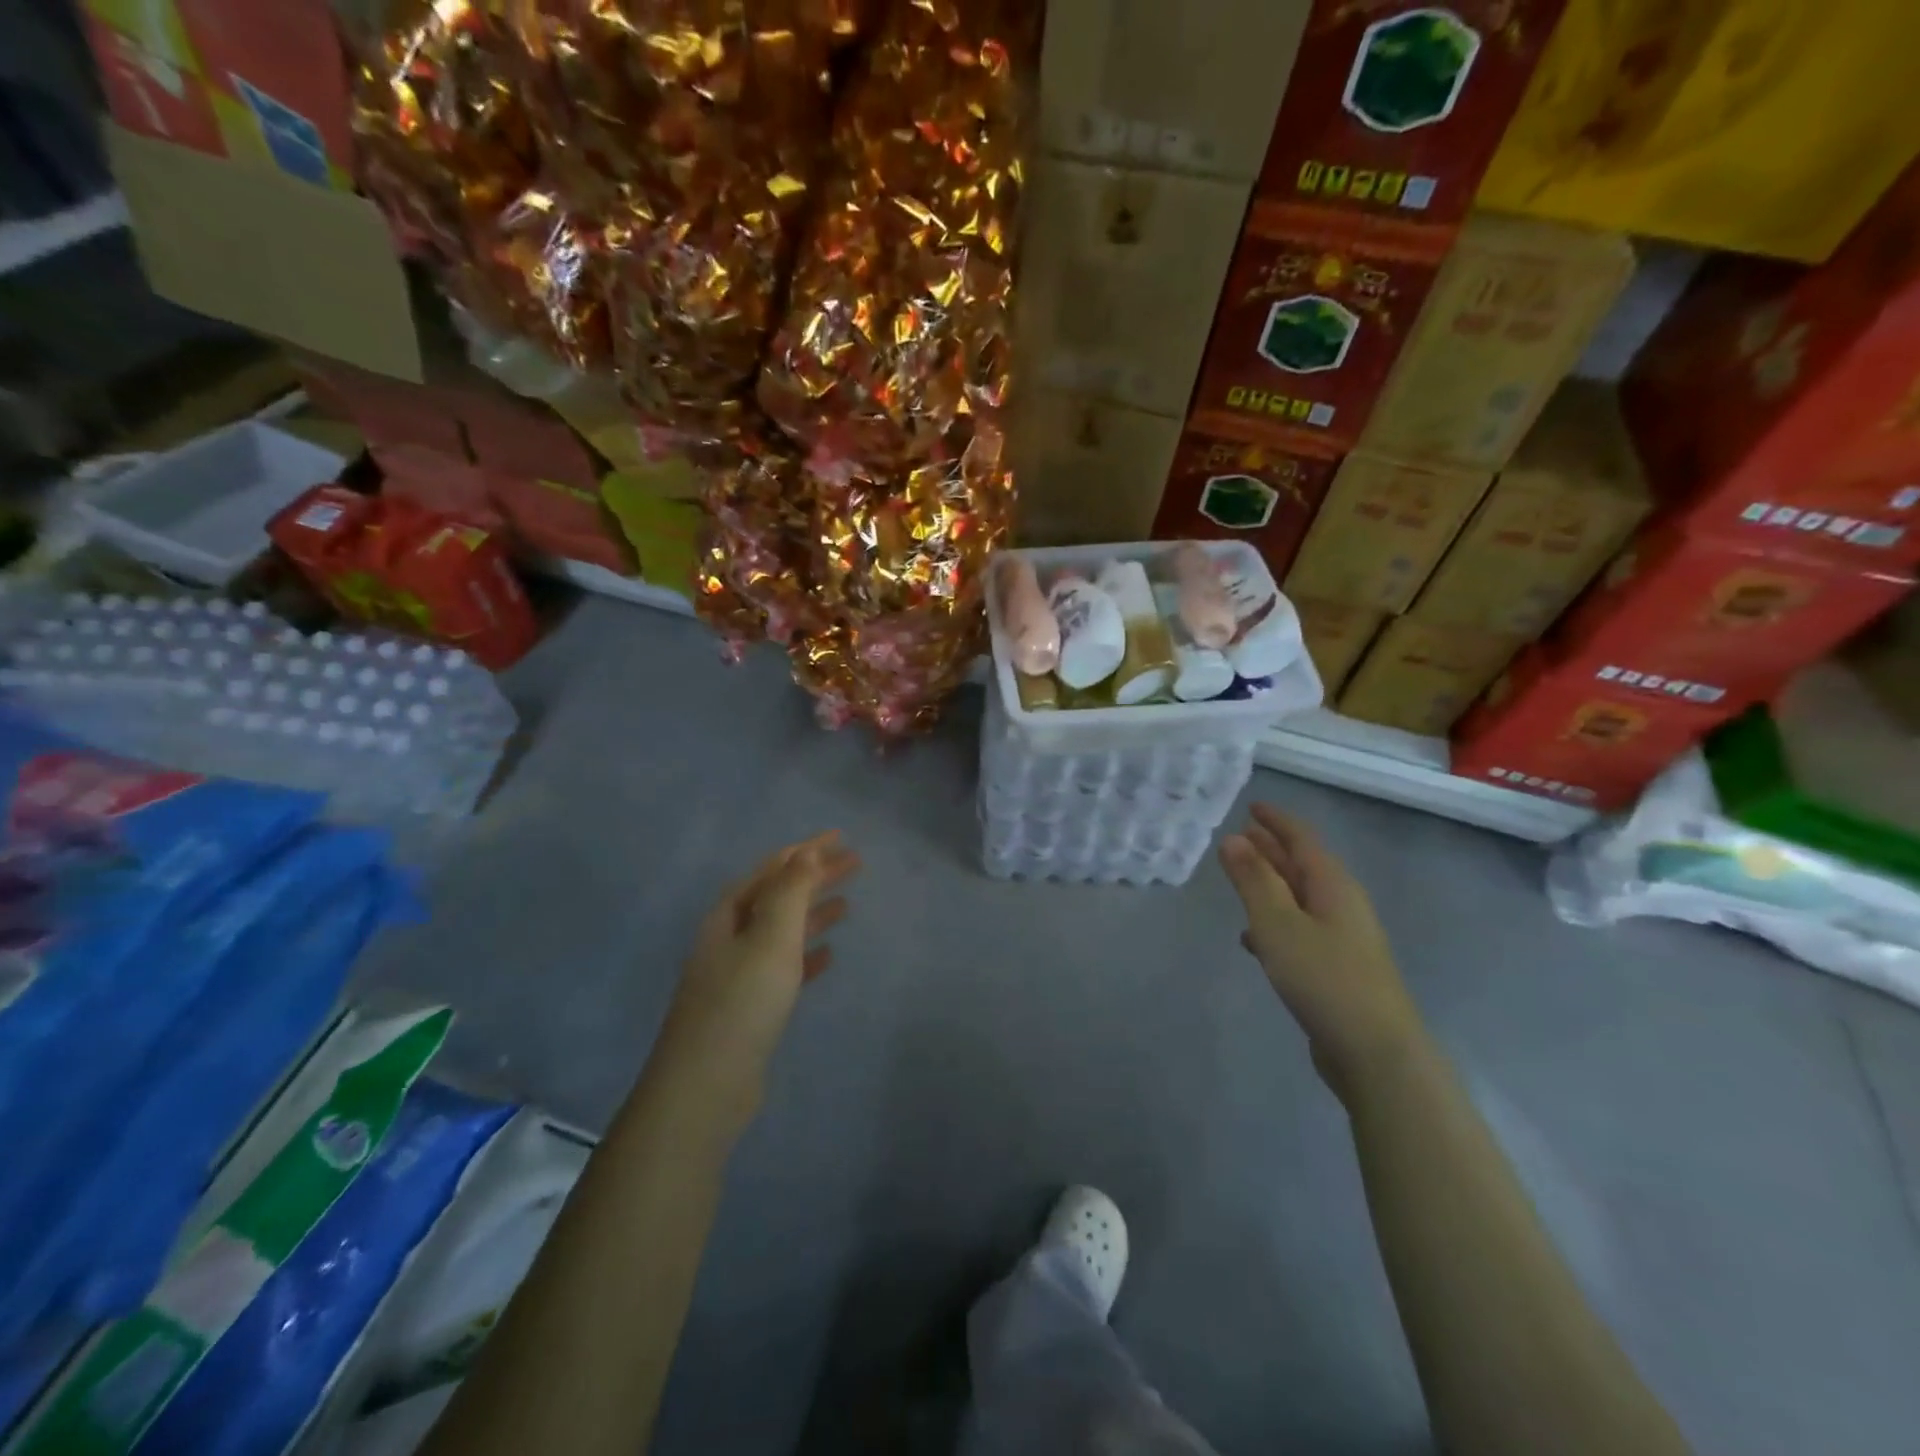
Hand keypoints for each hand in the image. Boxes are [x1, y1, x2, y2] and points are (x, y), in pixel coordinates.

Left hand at [651, 832, 859, 1132]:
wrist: (706, 1086)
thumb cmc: (742, 1002)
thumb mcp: (770, 937)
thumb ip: (790, 892)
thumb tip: (805, 852)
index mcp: (729, 914)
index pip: (773, 868)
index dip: (807, 850)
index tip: (841, 836)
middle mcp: (730, 937)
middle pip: (779, 895)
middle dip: (815, 877)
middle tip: (856, 864)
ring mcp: (737, 972)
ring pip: (782, 930)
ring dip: (813, 912)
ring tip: (847, 903)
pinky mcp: (749, 1005)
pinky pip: (783, 966)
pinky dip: (806, 954)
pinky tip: (829, 955)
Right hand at [1219, 803, 1425, 1101]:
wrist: (1375, 1053)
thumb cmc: (1324, 978)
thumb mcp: (1278, 924)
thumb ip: (1254, 881)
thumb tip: (1233, 839)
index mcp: (1333, 886)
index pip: (1303, 839)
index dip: (1277, 821)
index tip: (1252, 806)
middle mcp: (1341, 906)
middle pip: (1303, 866)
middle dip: (1272, 849)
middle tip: (1239, 835)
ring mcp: (1342, 940)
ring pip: (1299, 898)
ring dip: (1270, 884)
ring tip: (1239, 878)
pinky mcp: (1335, 970)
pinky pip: (1299, 930)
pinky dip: (1275, 922)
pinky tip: (1253, 937)